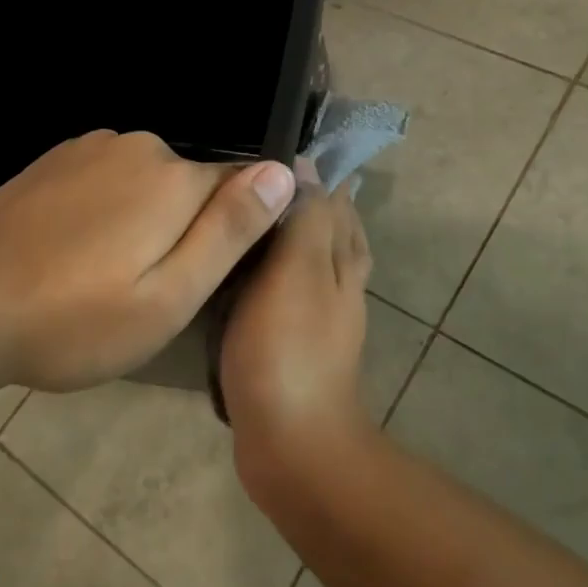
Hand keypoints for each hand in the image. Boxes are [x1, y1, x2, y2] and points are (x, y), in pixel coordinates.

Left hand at [0, 130, 295, 392]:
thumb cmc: (74, 320)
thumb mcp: (169, 297)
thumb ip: (229, 231)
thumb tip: (283, 173)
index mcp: (175, 180)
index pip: (242, 186)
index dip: (236, 230)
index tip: (211, 273)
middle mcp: (140, 147)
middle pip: (193, 185)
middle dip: (187, 228)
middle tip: (151, 290)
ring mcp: (91, 147)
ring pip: (149, 182)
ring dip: (145, 219)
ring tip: (109, 275)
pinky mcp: (56, 159)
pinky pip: (108, 177)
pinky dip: (108, 208)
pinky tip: (76, 249)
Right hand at [221, 175, 374, 486]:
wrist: (293, 443)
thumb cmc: (287, 348)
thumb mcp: (296, 271)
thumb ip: (304, 217)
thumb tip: (306, 164)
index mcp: (341, 257)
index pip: (335, 198)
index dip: (314, 170)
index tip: (279, 143)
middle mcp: (339, 281)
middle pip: (330, 226)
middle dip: (307, 198)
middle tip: (262, 175)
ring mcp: (319, 316)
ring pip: (309, 259)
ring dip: (290, 233)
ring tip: (254, 216)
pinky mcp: (294, 343)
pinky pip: (285, 291)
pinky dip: (272, 272)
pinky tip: (246, 275)